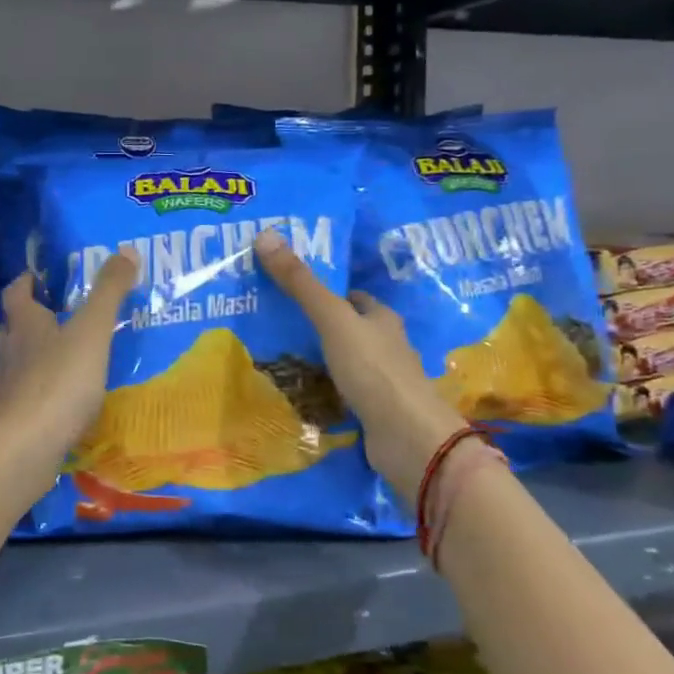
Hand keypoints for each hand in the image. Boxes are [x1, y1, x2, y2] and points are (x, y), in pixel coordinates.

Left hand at [0, 249, 138, 456]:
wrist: (25, 447)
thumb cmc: (60, 380)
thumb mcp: (92, 330)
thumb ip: (109, 292)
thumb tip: (127, 249)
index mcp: (24, 323)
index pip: (16, 292)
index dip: (25, 281)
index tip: (38, 276)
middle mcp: (9, 350)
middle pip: (14, 326)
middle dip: (32, 318)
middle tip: (59, 315)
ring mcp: (7, 386)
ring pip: (18, 360)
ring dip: (36, 354)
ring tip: (65, 355)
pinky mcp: (11, 418)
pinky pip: (26, 394)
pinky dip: (41, 389)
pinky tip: (62, 398)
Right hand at [255, 229, 465, 508]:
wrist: (408, 438)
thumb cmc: (374, 370)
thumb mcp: (332, 320)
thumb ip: (300, 284)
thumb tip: (265, 234)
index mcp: (382, 319)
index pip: (354, 298)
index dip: (328, 292)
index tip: (294, 291)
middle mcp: (387, 347)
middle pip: (351, 329)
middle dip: (321, 326)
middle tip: (278, 323)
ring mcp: (383, 382)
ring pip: (347, 363)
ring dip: (322, 361)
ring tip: (280, 357)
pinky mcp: (376, 413)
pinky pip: (345, 395)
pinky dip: (326, 392)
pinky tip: (301, 394)